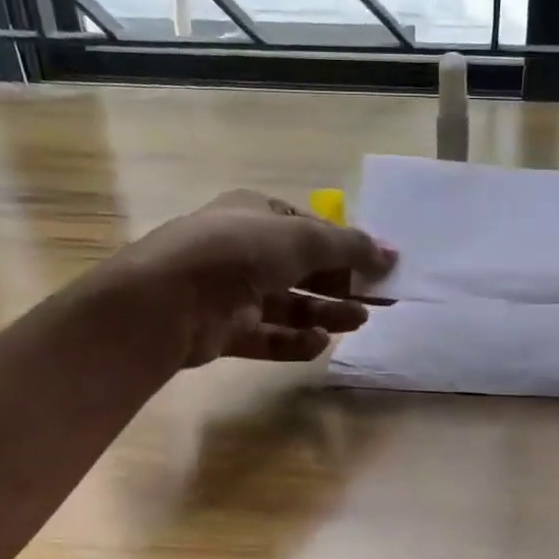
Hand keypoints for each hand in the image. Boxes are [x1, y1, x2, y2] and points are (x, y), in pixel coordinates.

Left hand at [118, 190, 395, 366]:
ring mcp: (231, 292)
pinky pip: (268, 336)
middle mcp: (242, 250)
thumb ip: (349, 247)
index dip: (345, 246)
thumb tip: (391, 253)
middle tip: (379, 300)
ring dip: (325, 313)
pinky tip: (319, 344)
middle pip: (302, 269)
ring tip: (358, 321)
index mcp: (255, 215)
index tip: (379, 265)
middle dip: (341, 283)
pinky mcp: (224, 331)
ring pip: (288, 305)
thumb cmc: (238, 252)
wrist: (167, 300)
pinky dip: (294, 341)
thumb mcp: (302, 239)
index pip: (308, 228)